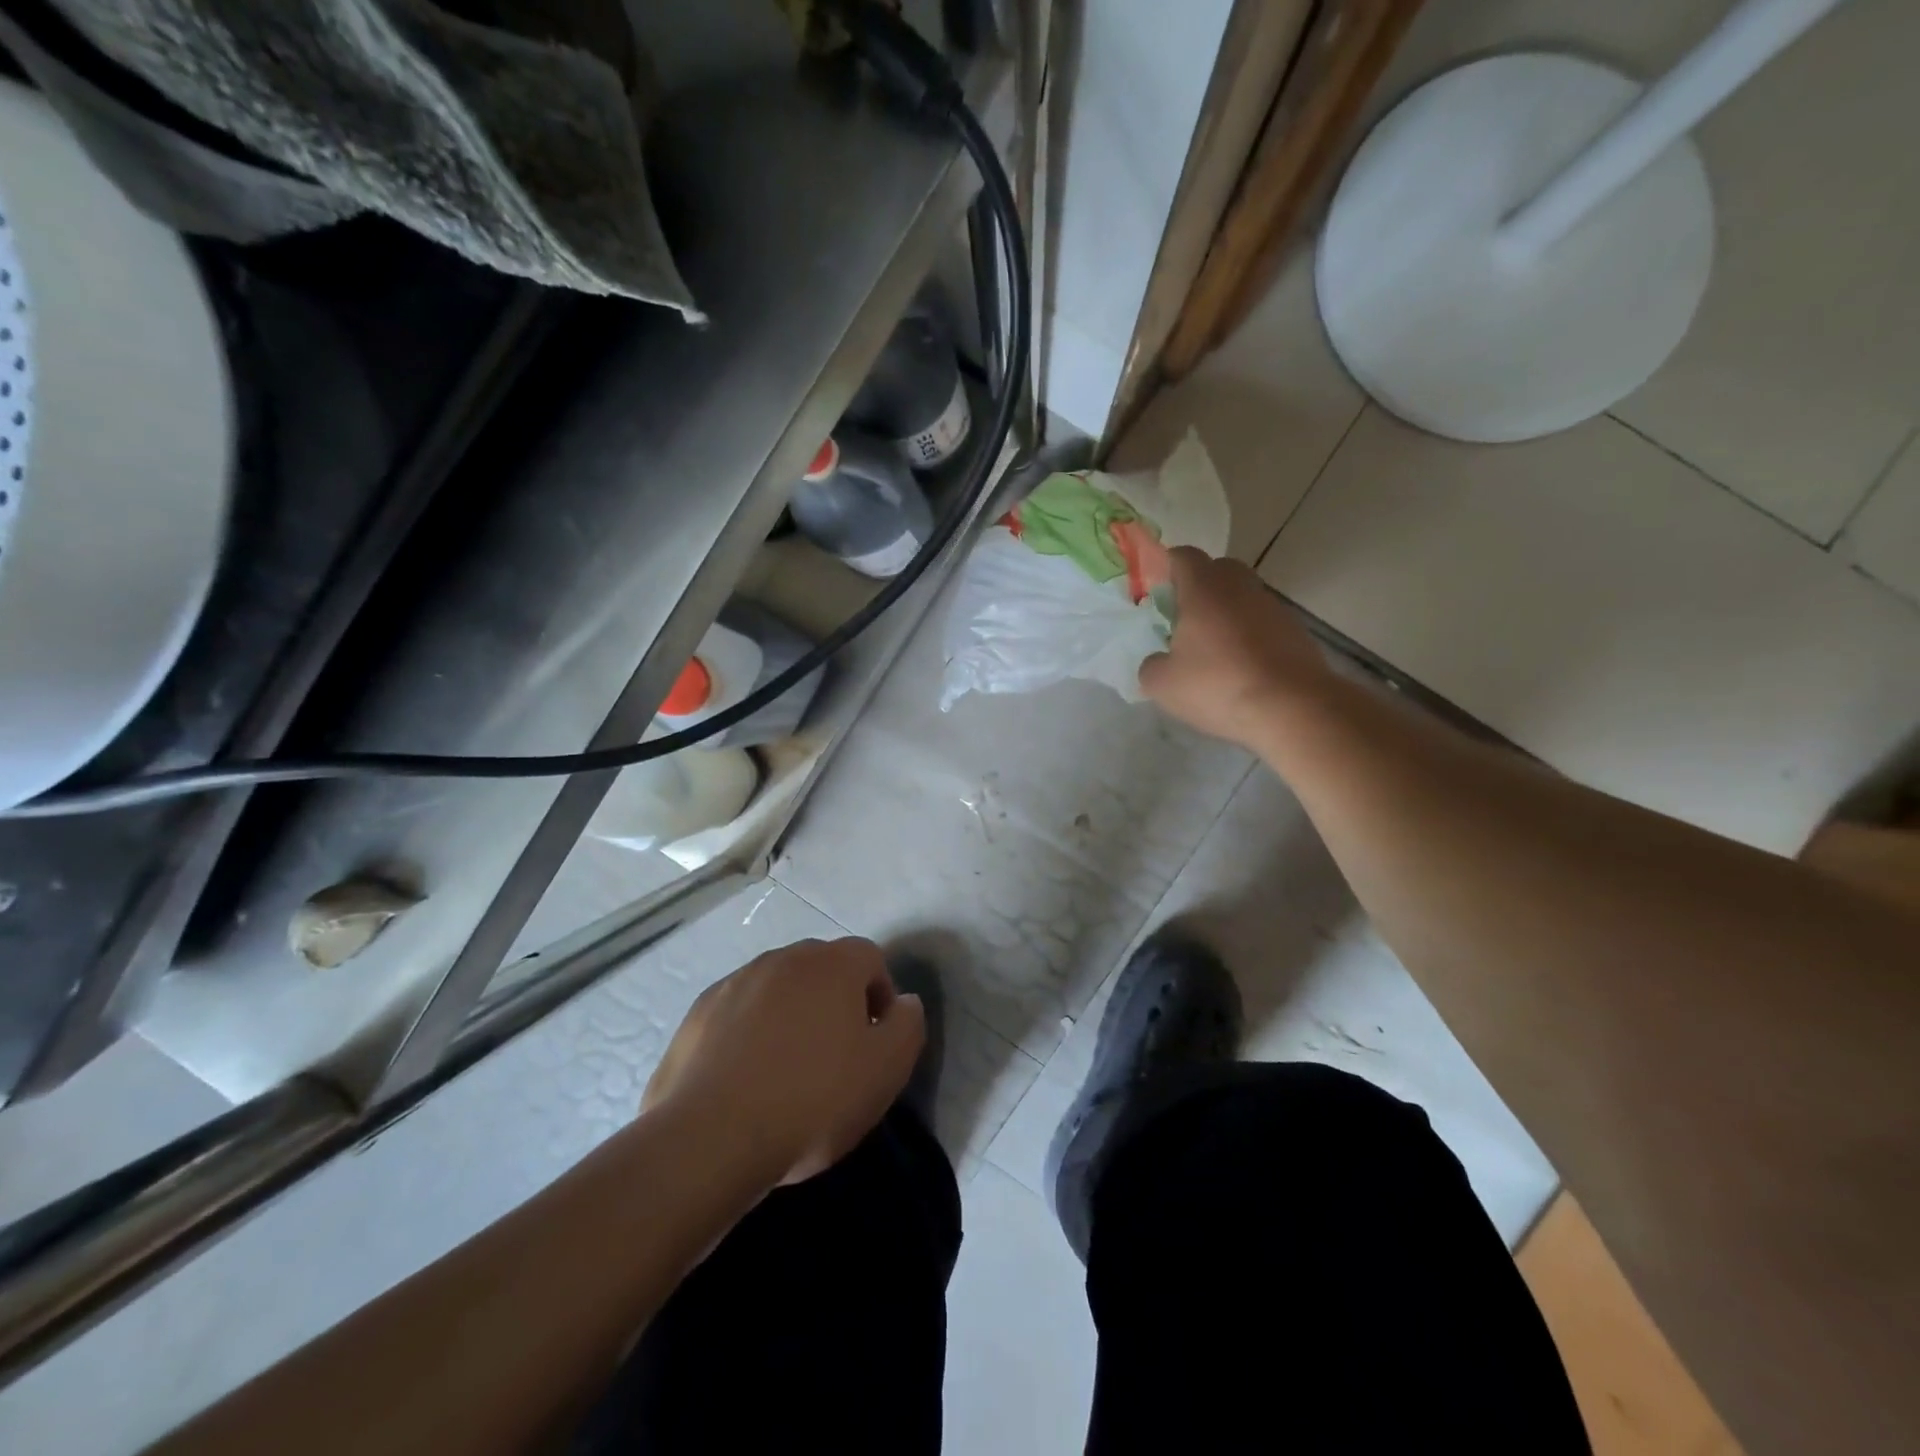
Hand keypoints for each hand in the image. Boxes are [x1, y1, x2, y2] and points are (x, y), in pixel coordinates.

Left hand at [643, 938, 924, 1186]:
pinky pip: (738, 1012)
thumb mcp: (886, 1070)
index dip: (880, 996)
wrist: (710, 1138)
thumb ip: (908, 1025)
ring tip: (787, 1069)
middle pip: (822, 968)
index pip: (870, 958)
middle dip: (835, 1001)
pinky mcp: (698, 1012)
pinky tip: (745, 1078)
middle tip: (835, 1055)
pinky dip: (748, 1032)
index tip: (875, 1041)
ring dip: (790, 1014)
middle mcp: (783, 958)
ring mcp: (735, 982)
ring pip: (777, 988)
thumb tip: (904, 1002)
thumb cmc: (812, 1100)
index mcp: (832, 964)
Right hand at [1139, 547, 1333, 748]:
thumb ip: (1152, 665)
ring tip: (1212, 650)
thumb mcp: (1163, 684)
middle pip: (1218, 570)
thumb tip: (1159, 660)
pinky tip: (1240, 669)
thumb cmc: (1218, 685)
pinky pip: (1262, 623)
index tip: (1156, 591)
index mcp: (1204, 588)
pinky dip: (1249, 637)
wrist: (1293, 708)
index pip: (1183, 556)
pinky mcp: (1296, 631)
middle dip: (1199, 587)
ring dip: (1226, 614)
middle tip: (1182, 619)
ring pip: (1242, 597)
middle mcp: (1241, 587)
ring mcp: (1273, 607)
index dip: (1167, 567)